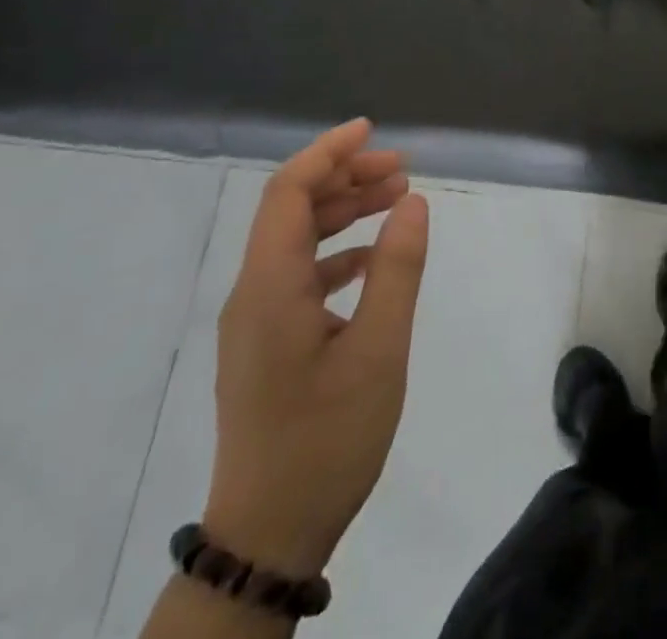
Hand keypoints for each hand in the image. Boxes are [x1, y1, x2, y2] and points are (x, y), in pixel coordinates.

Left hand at [203, 118, 429, 577]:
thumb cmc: (326, 439)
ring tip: (397, 200)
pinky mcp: (265, 343)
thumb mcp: (378, 351)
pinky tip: (373, 259)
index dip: (328, 152)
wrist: (268, 538)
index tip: (372, 130)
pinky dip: (336, 252)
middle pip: (292, 209)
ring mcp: (255, 320)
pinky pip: (297, 274)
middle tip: (402, 170)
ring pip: (295, 240)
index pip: (288, 191)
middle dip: (345, 178)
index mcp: (269, 286)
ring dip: (343, 212)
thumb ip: (397, 269)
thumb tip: (414, 203)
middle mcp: (252, 292)